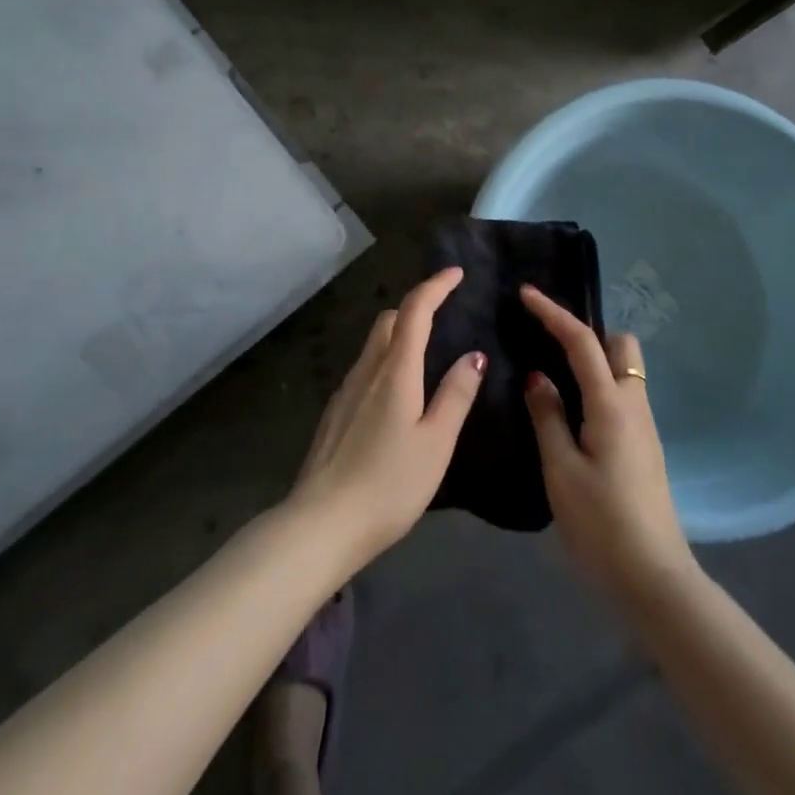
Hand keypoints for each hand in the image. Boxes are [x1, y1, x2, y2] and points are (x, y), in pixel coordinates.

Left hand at [289, 268, 484, 570]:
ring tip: (425, 352)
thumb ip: (455, 396)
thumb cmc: (389, 484)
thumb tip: (473, 354)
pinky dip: (385, 361)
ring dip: (399, 334)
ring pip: (373, 344)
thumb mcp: (436, 443)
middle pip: (389, 320)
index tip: (455, 273)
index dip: (435, 286)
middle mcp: (367, 370)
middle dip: (416, 307)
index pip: (415, 310)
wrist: (322, 522)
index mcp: (395, 371)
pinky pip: (364, 368)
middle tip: (443, 313)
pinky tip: (396, 392)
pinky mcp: (335, 411)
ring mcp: (345, 390)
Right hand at [522, 286, 695, 605]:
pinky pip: (622, 395)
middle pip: (619, 345)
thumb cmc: (601, 523)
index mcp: (611, 404)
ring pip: (624, 370)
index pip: (581, 341)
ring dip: (593, 360)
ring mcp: (644, 426)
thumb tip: (538, 377)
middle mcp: (634, 405)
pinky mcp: (644, 446)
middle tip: (549, 343)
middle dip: (587, 333)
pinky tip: (572, 409)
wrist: (654, 578)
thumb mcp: (560, 469)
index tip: (526, 294)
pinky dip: (597, 384)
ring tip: (552, 373)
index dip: (553, 313)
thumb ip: (547, 416)